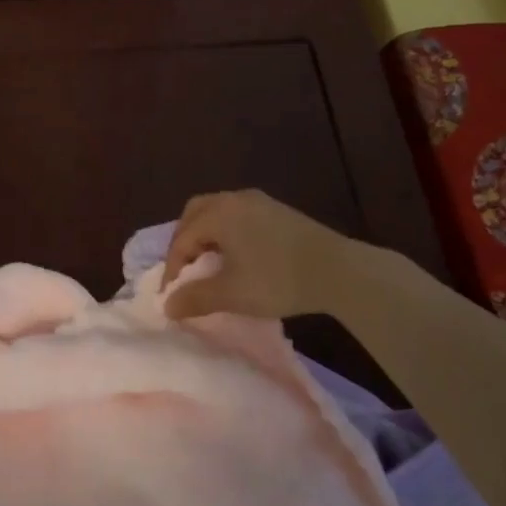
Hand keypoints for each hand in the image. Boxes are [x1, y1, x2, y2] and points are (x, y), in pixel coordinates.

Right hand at [162, 190, 356, 320]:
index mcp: (218, 214)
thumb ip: (195, 298)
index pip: (182, 238)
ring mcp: (259, 201)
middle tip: (184, 270)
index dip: (172, 268)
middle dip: (184, 241)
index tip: (172, 296)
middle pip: (195, 213)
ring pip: (218, 211)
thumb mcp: (231, 294)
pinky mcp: (277, 210)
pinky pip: (238, 214)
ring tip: (208, 264)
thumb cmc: (277, 280)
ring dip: (206, 235)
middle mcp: (234, 199)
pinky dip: (226, 232)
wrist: (337, 270)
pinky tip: (237, 256)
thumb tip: (167, 306)